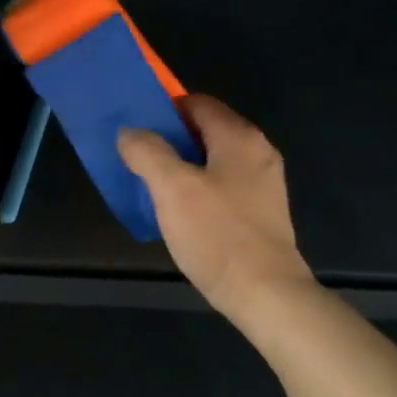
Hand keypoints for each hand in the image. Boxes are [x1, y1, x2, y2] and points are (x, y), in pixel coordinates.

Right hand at [118, 93, 313, 322]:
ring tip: (152, 185)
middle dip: (169, 140)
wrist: (266, 294)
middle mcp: (257, 152)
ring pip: (213, 160)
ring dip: (182, 166)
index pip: (196, 102)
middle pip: (205, 130)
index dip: (164, 110)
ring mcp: (263, 184)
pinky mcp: (261, 212)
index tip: (136, 129)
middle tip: (138, 157)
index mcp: (239, 137)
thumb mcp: (171, 188)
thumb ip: (147, 151)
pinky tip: (180, 211)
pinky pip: (223, 185)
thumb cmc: (217, 234)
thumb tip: (129, 132)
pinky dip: (199, 188)